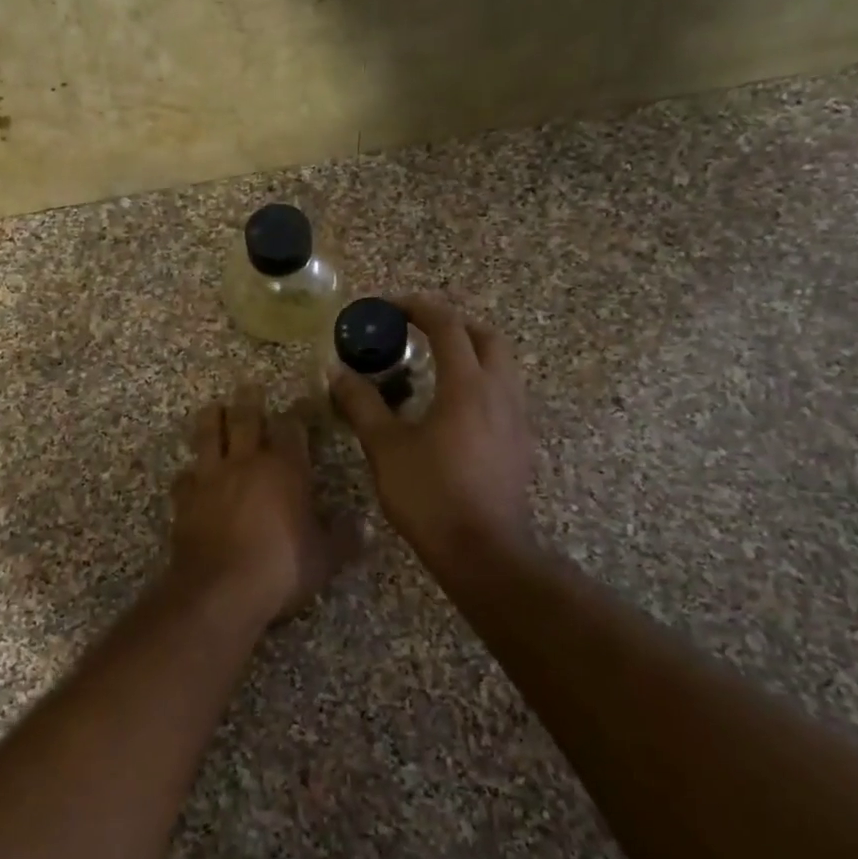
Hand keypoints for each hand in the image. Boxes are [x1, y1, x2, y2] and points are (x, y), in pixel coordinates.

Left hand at [170, 384, 352, 625]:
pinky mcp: (185, 499)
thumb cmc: (281, 567)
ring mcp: (211, 478)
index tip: (301, 403)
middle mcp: (246, 462)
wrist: (219, 589)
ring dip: (212, 419)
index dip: (297, 413)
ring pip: (208, 435)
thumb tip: (365, 525)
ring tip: (214, 408)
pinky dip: (189, 473)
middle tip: (249, 386)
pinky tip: (190, 475)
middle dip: (250, 401)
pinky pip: (185, 477)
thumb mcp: (325, 557)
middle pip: (245, 419)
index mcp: (284, 468)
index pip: (292, 428)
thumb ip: (344, 538)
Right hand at [329, 294, 535, 568]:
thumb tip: (337, 374)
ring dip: (471, 352)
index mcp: (467, 385)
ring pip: (501, 366)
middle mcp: (499, 392)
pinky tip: (452, 407)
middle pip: (487, 337)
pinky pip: (504, 393)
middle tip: (419, 331)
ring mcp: (516, 418)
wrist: (483, 551)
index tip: (391, 306)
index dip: (419, 308)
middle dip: (454, 324)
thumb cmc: (430, 495)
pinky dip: (479, 381)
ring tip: (434, 366)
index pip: (447, 326)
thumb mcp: (385, 448)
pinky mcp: (520, 442)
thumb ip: (362, 404)